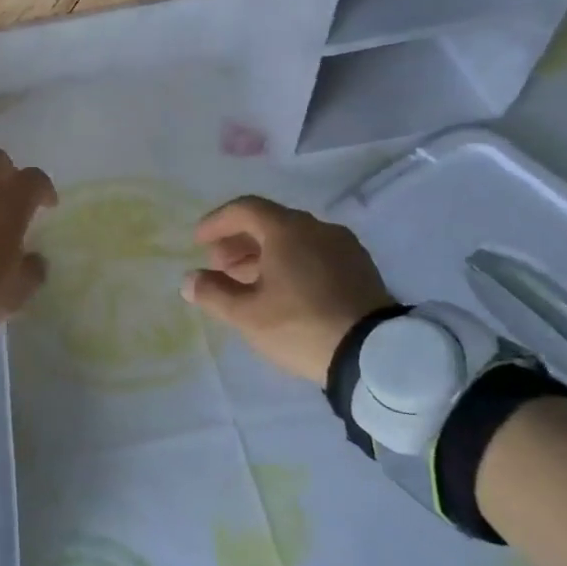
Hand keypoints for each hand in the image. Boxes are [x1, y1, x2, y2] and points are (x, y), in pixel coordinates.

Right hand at [181, 196, 394, 383]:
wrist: (376, 356)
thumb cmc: (301, 326)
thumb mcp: (247, 315)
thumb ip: (213, 293)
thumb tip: (189, 279)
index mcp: (287, 229)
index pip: (244, 209)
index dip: (216, 222)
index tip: (198, 242)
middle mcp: (317, 228)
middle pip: (269, 222)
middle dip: (239, 241)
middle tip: (219, 265)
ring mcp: (343, 246)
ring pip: (294, 239)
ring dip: (265, 253)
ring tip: (248, 281)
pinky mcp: (361, 268)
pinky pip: (316, 253)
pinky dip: (292, 262)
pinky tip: (284, 290)